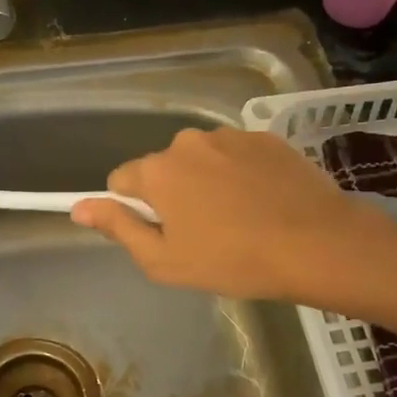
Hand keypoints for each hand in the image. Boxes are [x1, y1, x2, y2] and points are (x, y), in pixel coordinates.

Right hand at [70, 127, 381, 300]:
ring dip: (207, 182)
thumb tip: (79, 206)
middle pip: (163, 167)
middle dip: (172, 194)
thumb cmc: (232, 260)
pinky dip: (241, 175)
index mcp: (157, 170)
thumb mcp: (164, 260)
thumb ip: (118, 228)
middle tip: (201, 233)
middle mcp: (188, 141)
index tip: (160, 233)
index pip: (121, 180)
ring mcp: (230, 136)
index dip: (134, 209)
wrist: (317, 244)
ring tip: (238, 219)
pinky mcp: (266, 138)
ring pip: (201, 160)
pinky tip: (263, 203)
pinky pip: (237, 155)